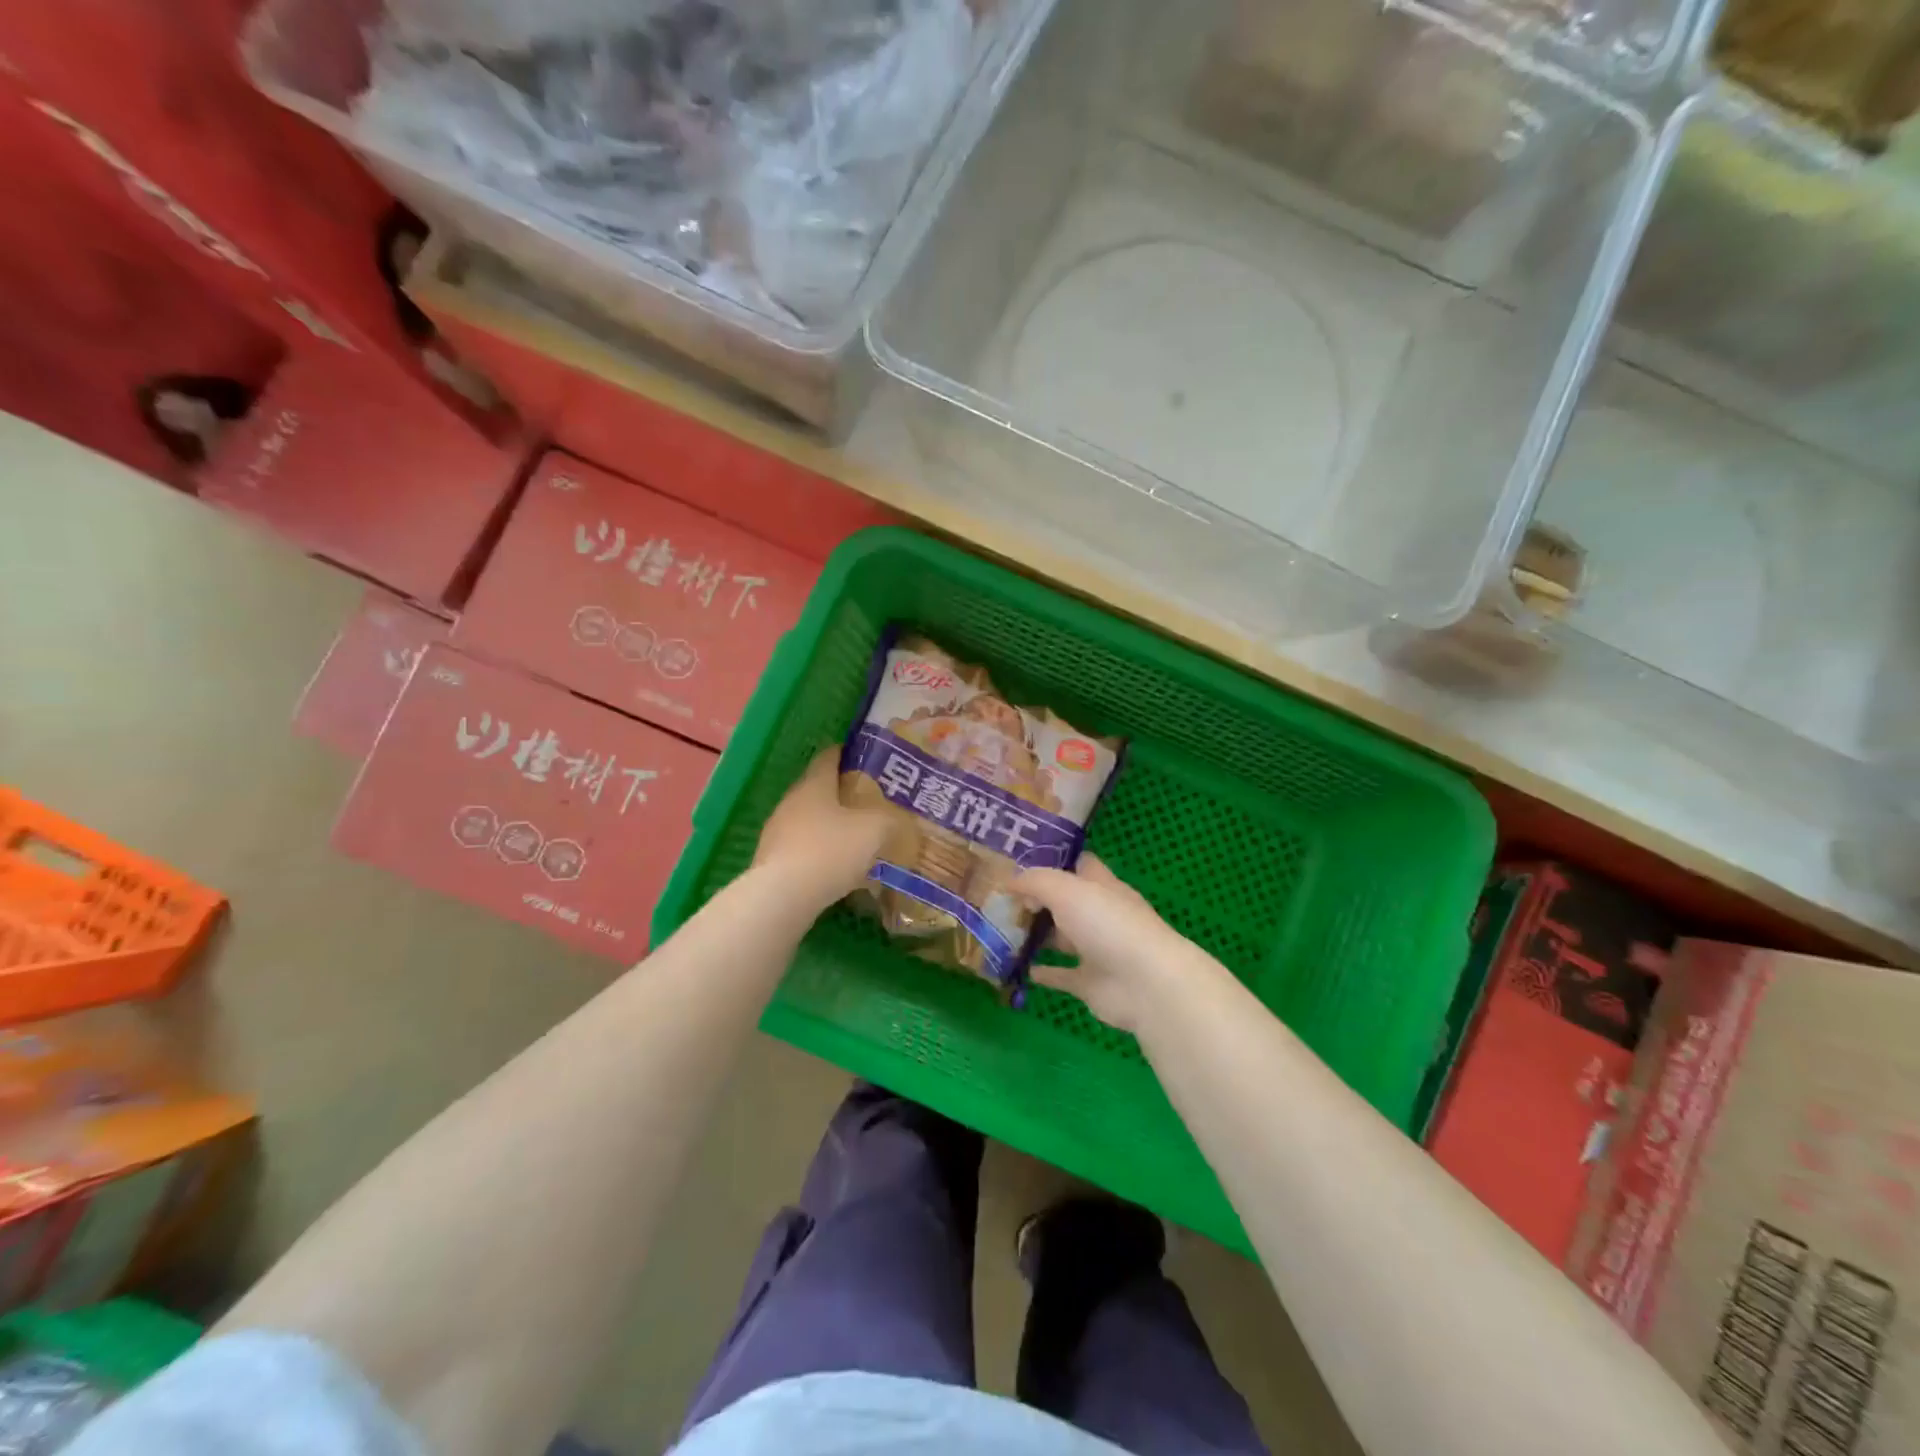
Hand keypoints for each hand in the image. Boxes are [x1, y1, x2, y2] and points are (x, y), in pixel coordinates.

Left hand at [753, 749, 889, 912]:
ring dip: (831, 825)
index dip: (848, 754)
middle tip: (871, 802)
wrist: (782, 897)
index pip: (829, 757)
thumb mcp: (874, 830)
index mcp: (814, 784)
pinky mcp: (772, 860)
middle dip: (843, 794)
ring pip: (810, 820)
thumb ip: (889, 819)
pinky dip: (820, 851)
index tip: (867, 760)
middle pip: (818, 789)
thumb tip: (895, 819)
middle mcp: (792, 801)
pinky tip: (837, 868)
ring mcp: (777, 831)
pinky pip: (803, 847)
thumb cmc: (830, 851)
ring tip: (857, 837)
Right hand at [1012, 855, 1225, 1032]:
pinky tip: (1019, 967)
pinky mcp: (1090, 983)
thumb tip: (1009, 882)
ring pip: (1060, 938)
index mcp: (1101, 885)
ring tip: (1000, 931)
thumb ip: (1035, 881)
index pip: (1078, 864)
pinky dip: (1043, 971)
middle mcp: (1099, 914)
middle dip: (1035, 900)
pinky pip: (1061, 974)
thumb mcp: (1066, 889)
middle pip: (1064, 902)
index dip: (1052, 860)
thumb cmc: (1107, 924)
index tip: (1019, 861)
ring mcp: (1096, 950)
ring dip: (1036, 935)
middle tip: (998, 899)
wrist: (1146, 984)